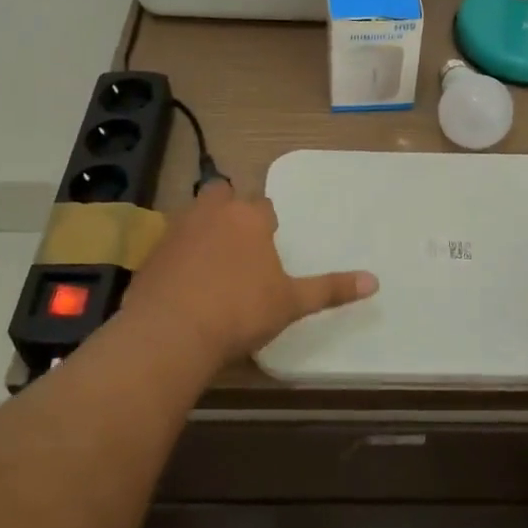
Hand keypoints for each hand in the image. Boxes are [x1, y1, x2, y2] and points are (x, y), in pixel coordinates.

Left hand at [121, 182, 377, 370]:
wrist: (172, 332)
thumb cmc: (240, 311)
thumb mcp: (291, 303)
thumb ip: (330, 289)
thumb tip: (375, 281)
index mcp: (249, 217)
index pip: (264, 207)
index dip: (267, 224)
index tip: (269, 248)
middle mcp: (212, 212)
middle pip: (222, 194)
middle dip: (230, 209)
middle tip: (238, 242)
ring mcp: (177, 229)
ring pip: (194, 214)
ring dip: (203, 228)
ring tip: (212, 262)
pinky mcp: (152, 252)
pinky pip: (170, 243)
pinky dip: (178, 255)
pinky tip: (183, 282)